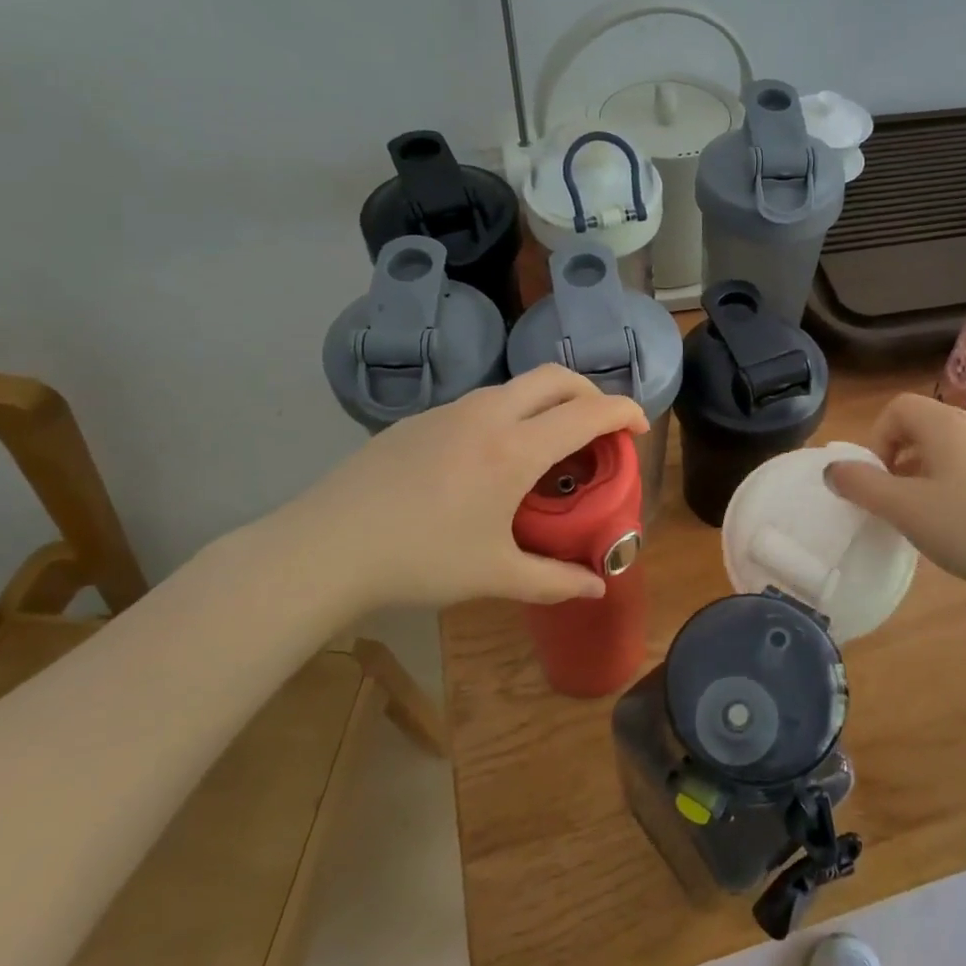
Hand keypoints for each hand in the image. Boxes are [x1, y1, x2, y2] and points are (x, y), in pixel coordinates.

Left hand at [261, 366, 649, 614]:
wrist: (326, 547)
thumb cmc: (421, 560)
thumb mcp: (495, 575)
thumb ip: (554, 581)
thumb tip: (596, 589)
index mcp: (515, 449)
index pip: (588, 411)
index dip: (624, 411)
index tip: (639, 428)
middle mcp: (487, 415)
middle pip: (555, 377)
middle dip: (589, 392)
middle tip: (601, 426)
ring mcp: (448, 411)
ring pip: (515, 387)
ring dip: (546, 402)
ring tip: (548, 445)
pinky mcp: (419, 419)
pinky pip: (480, 403)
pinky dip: (509, 414)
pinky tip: (491, 460)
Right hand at [824, 393, 965, 599]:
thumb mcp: (904, 509)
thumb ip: (861, 485)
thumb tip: (832, 469)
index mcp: (947, 424)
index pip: (898, 407)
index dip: (877, 438)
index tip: (878, 478)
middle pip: (922, 423)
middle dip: (897, 455)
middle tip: (895, 497)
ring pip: (946, 444)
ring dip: (922, 469)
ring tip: (922, 511)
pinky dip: (950, 479)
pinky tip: (957, 519)